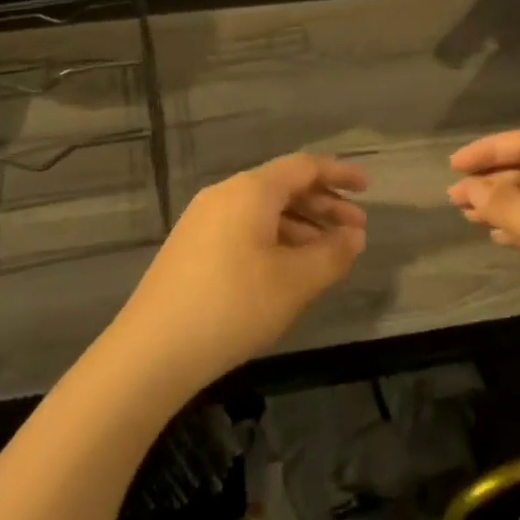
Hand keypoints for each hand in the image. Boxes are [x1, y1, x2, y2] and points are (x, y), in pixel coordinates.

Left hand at [111, 154, 367, 393]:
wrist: (151, 351)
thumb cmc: (232, 306)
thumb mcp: (294, 283)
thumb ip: (331, 255)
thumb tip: (353, 238)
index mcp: (250, 191)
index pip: (303, 167)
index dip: (339, 175)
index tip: (368, 189)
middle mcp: (225, 195)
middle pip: (284, 187)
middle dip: (324, 206)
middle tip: (356, 233)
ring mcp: (203, 220)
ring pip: (264, 211)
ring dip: (301, 226)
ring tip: (329, 255)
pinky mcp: (192, 247)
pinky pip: (244, 228)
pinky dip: (275, 239)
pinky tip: (289, 269)